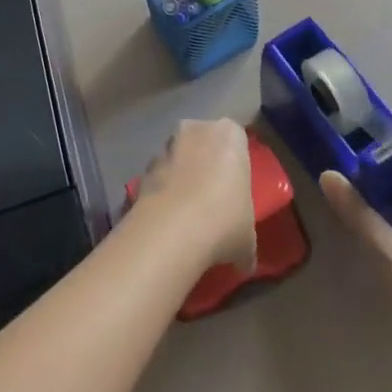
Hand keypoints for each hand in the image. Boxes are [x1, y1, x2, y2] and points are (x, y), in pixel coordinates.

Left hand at [132, 119, 256, 273]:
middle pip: (203, 143)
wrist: (174, 229)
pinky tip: (167, 223)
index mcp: (230, 134)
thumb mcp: (248, 237)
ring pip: (178, 159)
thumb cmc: (225, 220)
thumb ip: (246, 241)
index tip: (235, 190)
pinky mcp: (143, 168)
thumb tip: (245, 261)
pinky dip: (162, 194)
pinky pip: (159, 178)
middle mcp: (197, 129)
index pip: (236, 141)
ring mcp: (166, 146)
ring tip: (187, 217)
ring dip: (181, 178)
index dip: (235, 165)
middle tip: (212, 201)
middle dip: (205, 166)